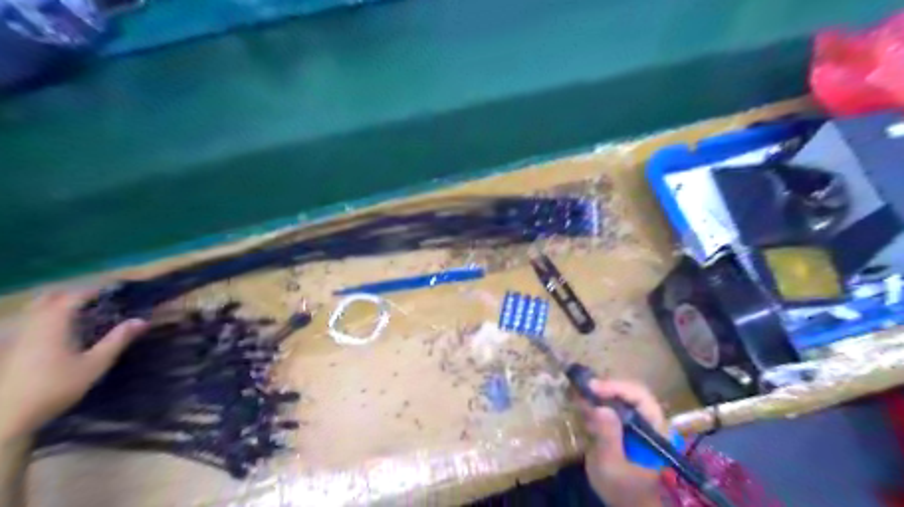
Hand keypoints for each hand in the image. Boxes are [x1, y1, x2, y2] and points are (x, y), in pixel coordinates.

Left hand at [0, 288, 148, 439]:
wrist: (7, 416)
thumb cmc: (55, 387)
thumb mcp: (94, 365)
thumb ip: (117, 340)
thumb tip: (141, 320)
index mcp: (53, 325)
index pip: (74, 297)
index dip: (94, 291)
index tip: (114, 290)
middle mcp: (32, 325)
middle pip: (49, 299)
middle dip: (72, 296)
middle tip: (95, 301)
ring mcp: (17, 338)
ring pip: (35, 311)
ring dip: (56, 307)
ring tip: (78, 315)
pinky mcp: (10, 350)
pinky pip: (28, 324)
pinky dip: (45, 320)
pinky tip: (57, 333)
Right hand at [582, 380, 664, 505]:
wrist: (625, 504)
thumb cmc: (622, 489)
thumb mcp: (611, 465)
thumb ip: (608, 437)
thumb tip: (600, 407)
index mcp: (656, 429)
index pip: (640, 397)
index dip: (616, 387)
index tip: (592, 387)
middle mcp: (650, 420)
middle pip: (630, 391)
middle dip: (606, 387)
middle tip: (582, 388)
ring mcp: (638, 421)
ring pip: (620, 395)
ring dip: (600, 392)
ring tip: (579, 394)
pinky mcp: (625, 424)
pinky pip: (612, 404)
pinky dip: (597, 400)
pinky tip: (582, 404)